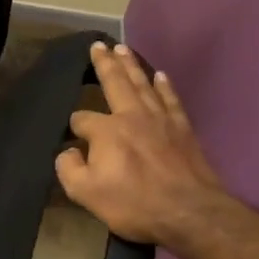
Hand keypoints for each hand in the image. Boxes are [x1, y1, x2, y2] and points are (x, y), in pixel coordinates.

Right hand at [56, 41, 226, 251]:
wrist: (190, 213)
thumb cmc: (134, 204)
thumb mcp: (86, 193)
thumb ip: (69, 169)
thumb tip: (68, 152)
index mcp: (106, 131)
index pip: (82, 119)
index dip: (74, 128)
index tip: (73, 141)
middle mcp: (132, 116)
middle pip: (116, 83)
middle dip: (105, 64)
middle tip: (99, 45)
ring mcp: (161, 120)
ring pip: (143, 84)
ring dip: (131, 65)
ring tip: (123, 49)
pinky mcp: (183, 129)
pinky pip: (170, 99)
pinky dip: (164, 86)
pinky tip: (160, 75)